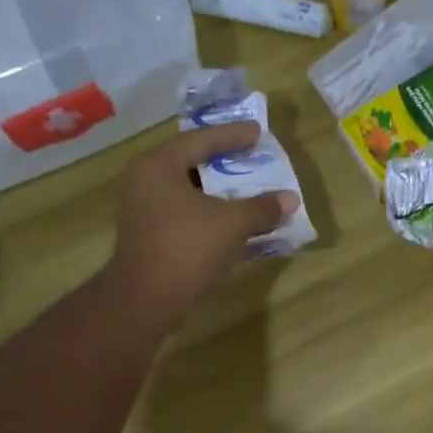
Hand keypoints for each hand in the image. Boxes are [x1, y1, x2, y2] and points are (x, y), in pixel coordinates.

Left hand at [108, 123, 298, 331]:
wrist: (146, 299)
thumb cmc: (187, 246)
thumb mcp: (232, 223)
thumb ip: (262, 207)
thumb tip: (290, 199)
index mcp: (158, 165)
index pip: (200, 140)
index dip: (232, 136)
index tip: (258, 132)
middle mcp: (144, 181)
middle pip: (191, 163)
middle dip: (224, 162)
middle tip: (252, 157)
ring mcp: (142, 210)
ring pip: (187, 191)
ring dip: (218, 192)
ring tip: (247, 190)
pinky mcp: (147, 236)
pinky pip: (183, 213)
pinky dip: (208, 213)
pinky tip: (231, 221)